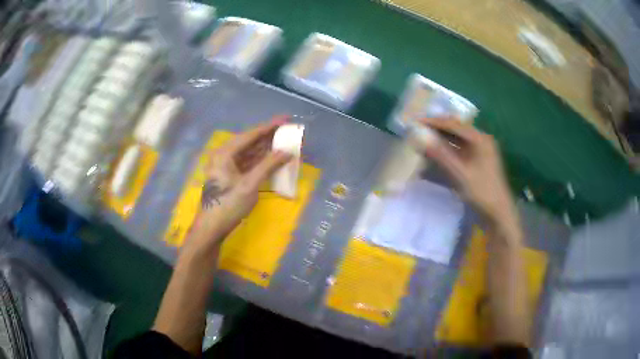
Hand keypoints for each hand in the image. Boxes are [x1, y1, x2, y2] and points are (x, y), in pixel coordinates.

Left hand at [186, 118, 291, 251]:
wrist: (212, 227)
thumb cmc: (228, 205)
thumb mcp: (250, 185)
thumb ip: (269, 165)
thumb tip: (287, 151)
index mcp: (225, 153)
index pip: (250, 135)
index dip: (269, 126)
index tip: (285, 118)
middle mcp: (224, 155)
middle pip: (249, 141)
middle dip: (268, 136)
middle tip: (287, 130)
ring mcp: (226, 166)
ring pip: (248, 152)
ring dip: (265, 148)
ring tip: (283, 141)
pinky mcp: (229, 176)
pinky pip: (247, 162)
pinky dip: (259, 160)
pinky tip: (272, 157)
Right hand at [418, 117, 514, 222]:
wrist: (498, 213)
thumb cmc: (482, 192)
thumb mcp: (461, 174)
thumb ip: (442, 155)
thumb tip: (421, 140)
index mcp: (480, 139)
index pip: (454, 125)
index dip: (434, 122)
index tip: (416, 121)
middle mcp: (481, 140)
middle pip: (456, 128)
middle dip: (438, 127)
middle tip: (419, 126)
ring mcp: (480, 150)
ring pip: (458, 138)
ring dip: (442, 136)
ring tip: (424, 135)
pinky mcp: (478, 160)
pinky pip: (460, 148)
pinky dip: (448, 147)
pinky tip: (437, 149)